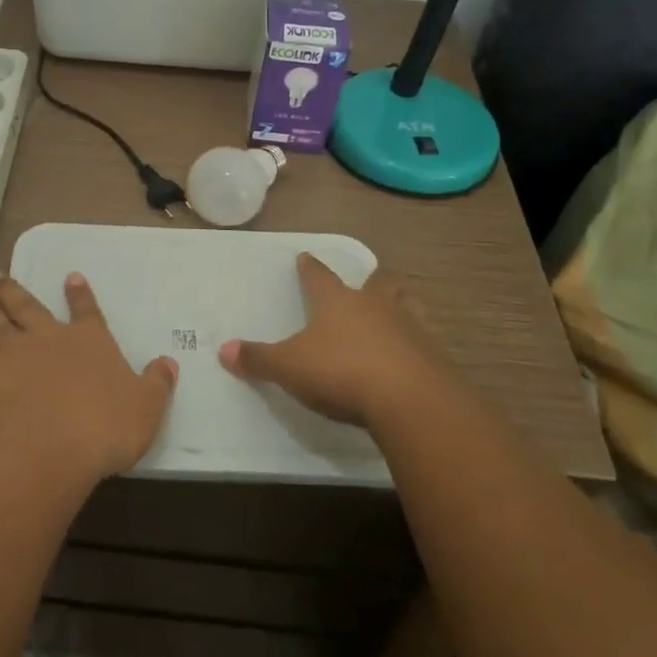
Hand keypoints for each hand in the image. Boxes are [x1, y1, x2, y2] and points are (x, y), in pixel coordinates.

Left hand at [0, 272, 176, 483]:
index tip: (70, 276)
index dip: (79, 294)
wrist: (44, 446)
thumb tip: (169, 363)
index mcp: (89, 340)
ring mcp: (16, 355)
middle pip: (28, 307)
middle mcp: (50, 338)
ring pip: (0, 323)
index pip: (86, 311)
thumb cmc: (103, 425)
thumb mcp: (145, 408)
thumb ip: (156, 384)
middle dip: (15, 290)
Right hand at [218, 253, 455, 428]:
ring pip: (406, 305)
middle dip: (370, 281)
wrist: (409, 400)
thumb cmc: (341, 372)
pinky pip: (423, 340)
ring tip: (395, 310)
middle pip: (376, 283)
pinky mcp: (433, 356)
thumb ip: (258, 359)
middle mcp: (375, 306)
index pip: (319, 276)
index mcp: (337, 301)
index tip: (305, 257)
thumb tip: (223, 349)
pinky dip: (415, 343)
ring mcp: (409, 327)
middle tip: (367, 283)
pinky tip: (409, 356)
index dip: (310, 268)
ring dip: (399, 304)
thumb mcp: (289, 367)